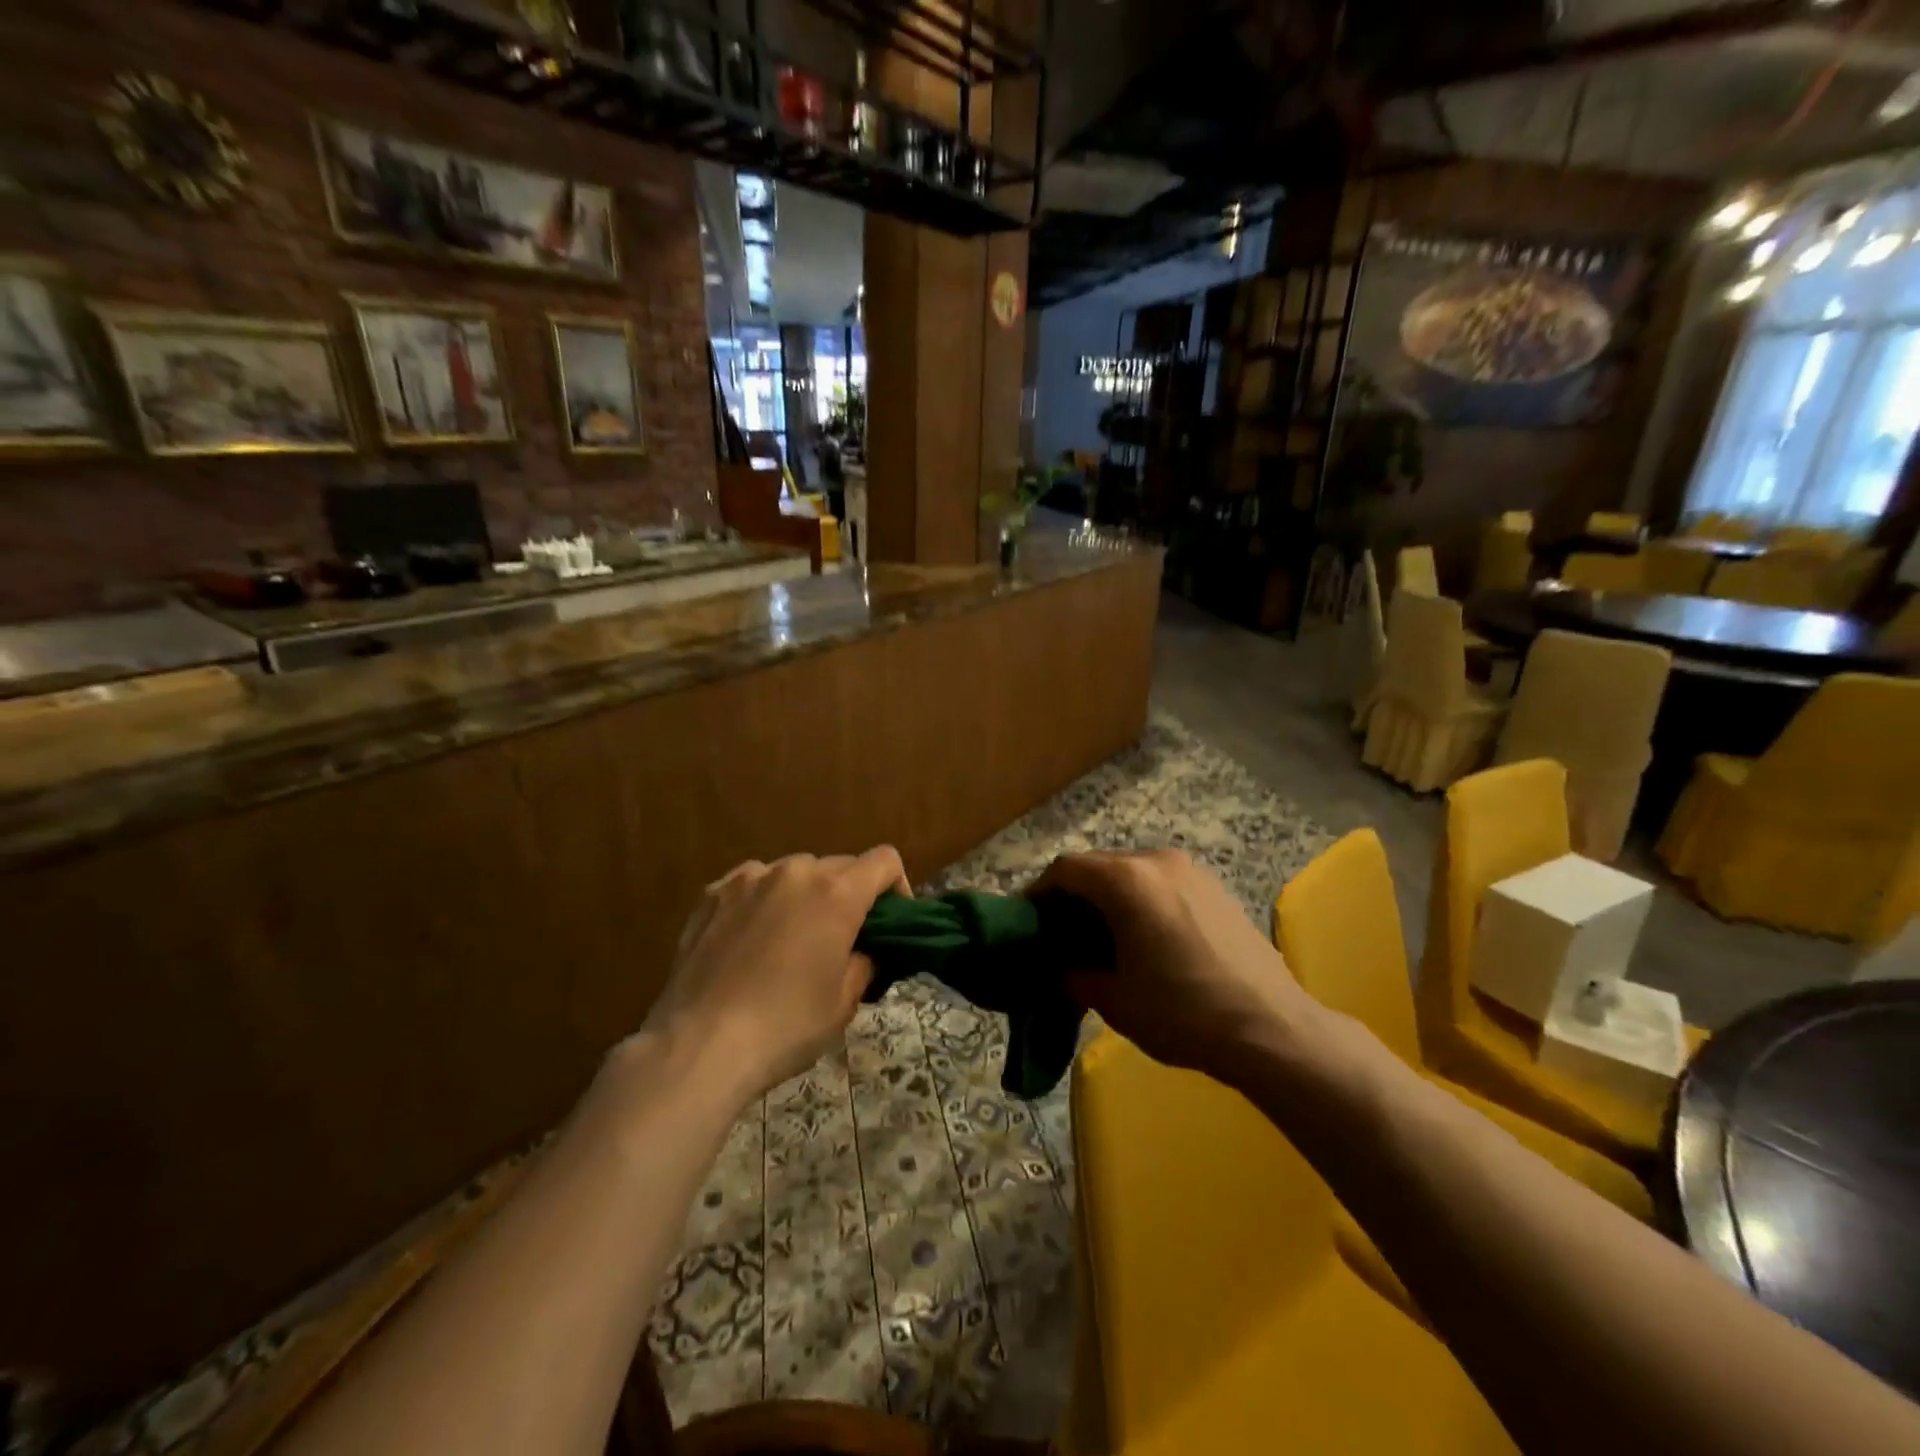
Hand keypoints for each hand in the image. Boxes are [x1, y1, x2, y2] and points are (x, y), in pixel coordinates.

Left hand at [642, 848, 910, 1102]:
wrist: (700, 1045)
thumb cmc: (785, 1026)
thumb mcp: (844, 1002)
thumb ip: (864, 962)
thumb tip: (862, 950)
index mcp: (837, 893)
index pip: (884, 860)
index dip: (896, 886)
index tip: (889, 922)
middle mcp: (795, 871)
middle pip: (839, 866)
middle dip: (849, 895)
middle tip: (841, 939)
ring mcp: (748, 878)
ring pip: (794, 873)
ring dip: (805, 895)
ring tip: (791, 939)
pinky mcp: (712, 893)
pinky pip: (753, 884)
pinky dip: (764, 901)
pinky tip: (750, 940)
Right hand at [1032, 849, 1321, 1089]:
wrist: (1273, 1029)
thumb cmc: (1183, 1012)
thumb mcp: (1114, 999)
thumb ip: (1073, 974)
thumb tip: (1059, 967)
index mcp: (1127, 880)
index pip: (1066, 869)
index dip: (1039, 893)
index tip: (1027, 922)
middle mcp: (1157, 861)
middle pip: (1098, 865)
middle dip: (1073, 896)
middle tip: (1060, 934)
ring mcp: (1191, 870)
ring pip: (1130, 872)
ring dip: (1107, 897)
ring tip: (1101, 938)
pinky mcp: (1215, 886)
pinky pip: (1160, 881)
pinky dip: (1139, 899)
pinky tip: (1143, 937)